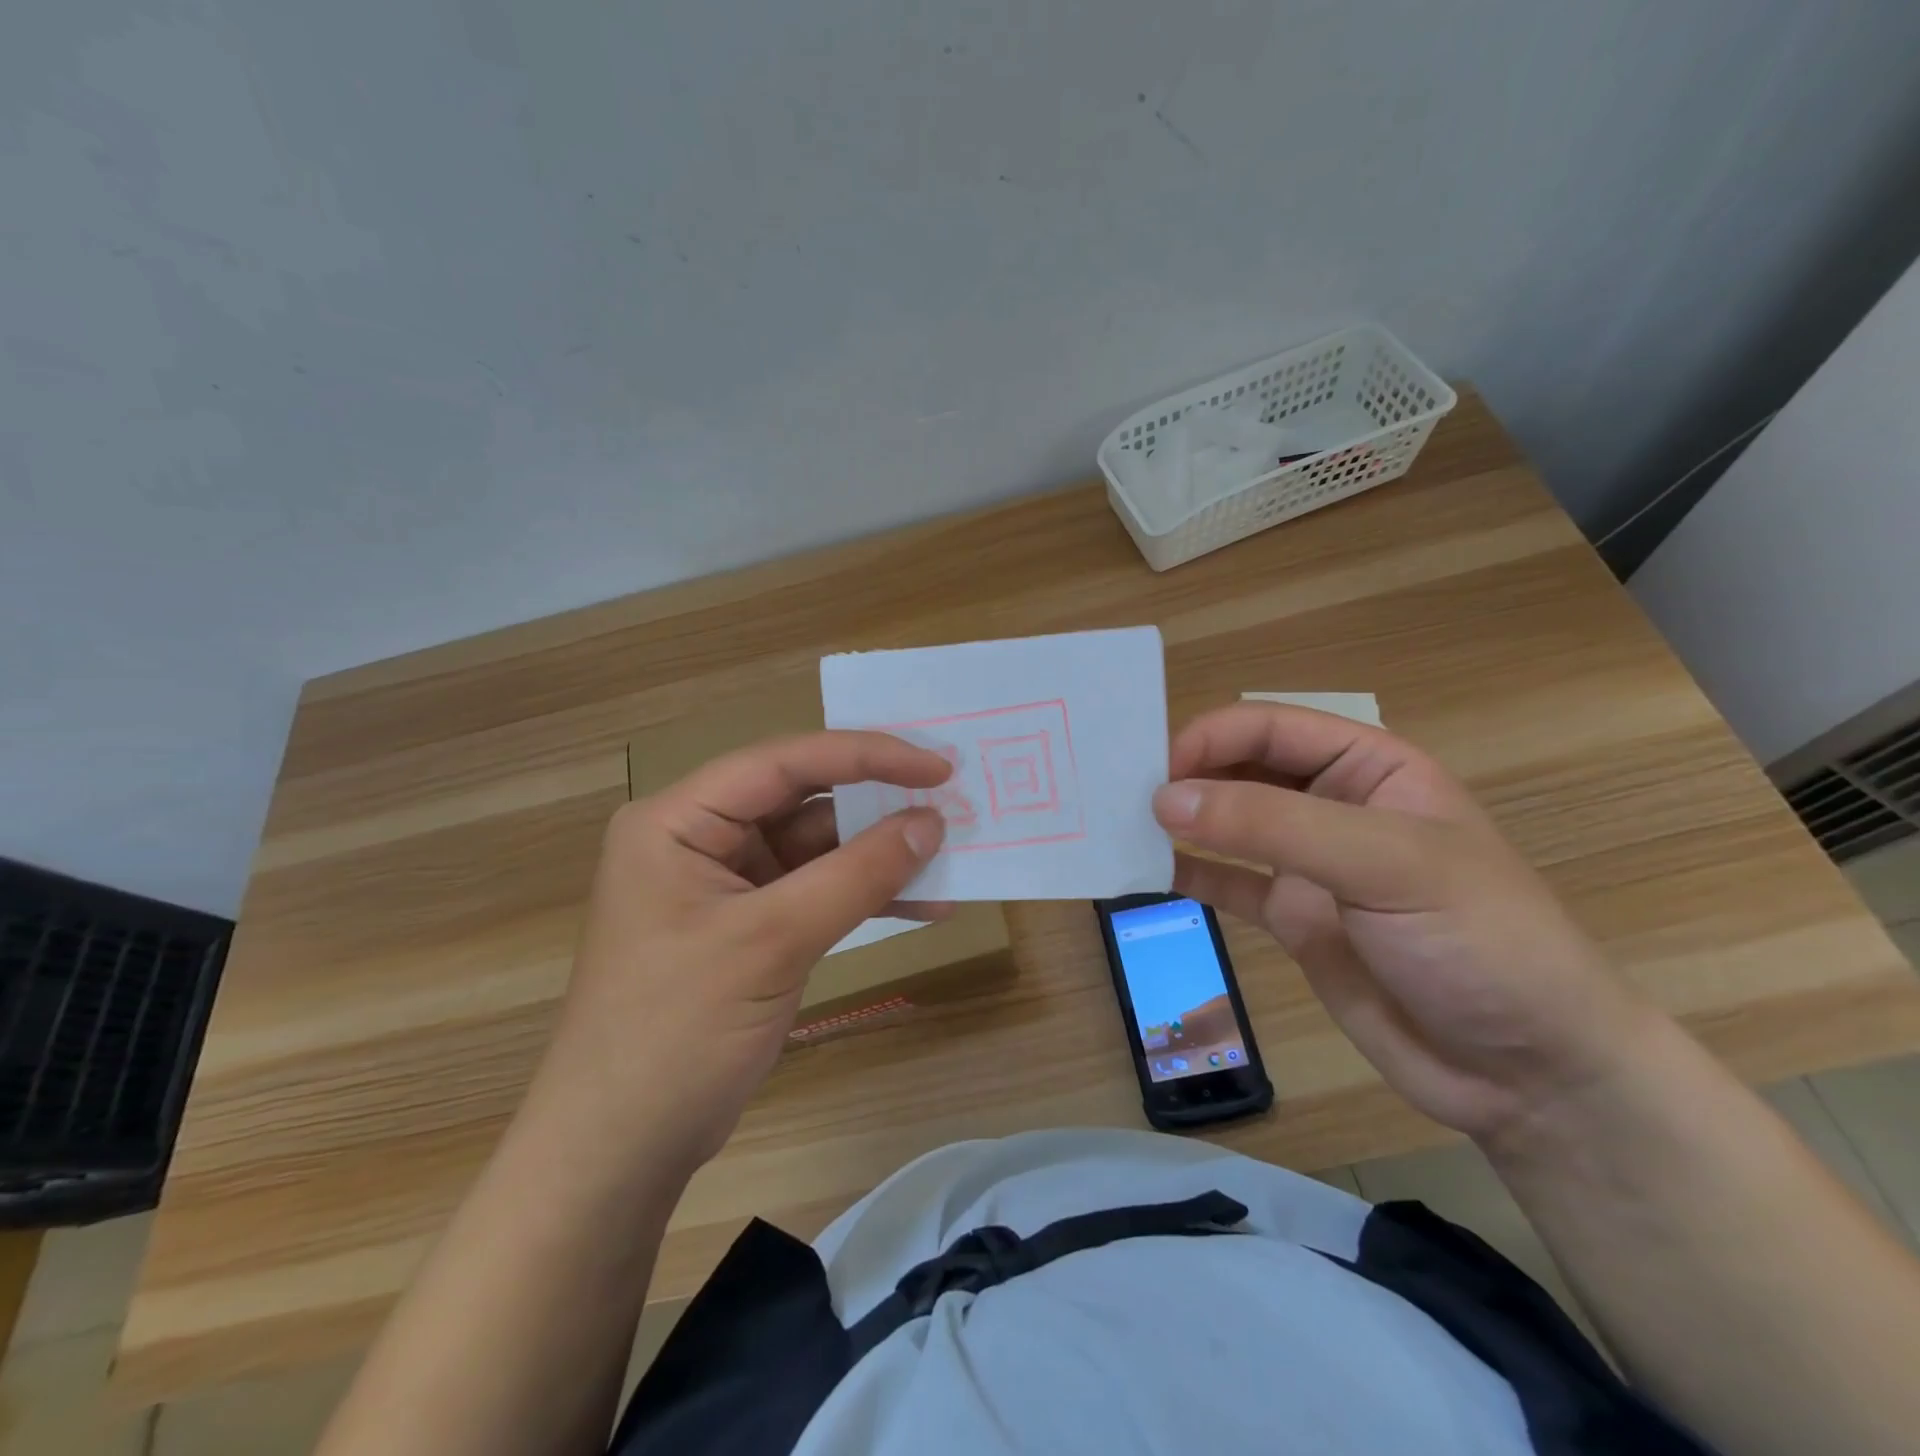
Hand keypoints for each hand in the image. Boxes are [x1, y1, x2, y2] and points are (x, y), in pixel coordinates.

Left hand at [531, 732, 950, 1176]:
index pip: (784, 763)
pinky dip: (867, 896)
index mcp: (680, 819)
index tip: (936, 766)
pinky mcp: (753, 926)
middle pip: (803, 799)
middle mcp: (702, 839)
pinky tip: (925, 906)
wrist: (622, 1149)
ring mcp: (729, 884)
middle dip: (877, 803)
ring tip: (950, 854)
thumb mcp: (771, 942)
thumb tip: (932, 822)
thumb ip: (856, 876)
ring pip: (819, 848)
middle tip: (950, 799)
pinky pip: (819, 892)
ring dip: (881, 854)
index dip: (865, 756)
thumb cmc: (677, 1029)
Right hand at [1151, 702, 1652, 1143]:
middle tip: (1119, 795)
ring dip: (1178, 822)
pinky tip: (1142, 875)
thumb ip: (1273, 825)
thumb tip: (1166, 798)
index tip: (1155, 770)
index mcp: (1369, 767)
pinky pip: (1225, 882)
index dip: (1210, 738)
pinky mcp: (1291, 918)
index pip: (1271, 729)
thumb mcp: (1386, 864)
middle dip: (1185, 776)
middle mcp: (1332, 805)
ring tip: (1118, 827)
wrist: (1528, 1074)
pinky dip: (1186, 874)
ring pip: (1227, 824)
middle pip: (1241, 770)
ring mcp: (1308, 864)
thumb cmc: (1480, 941)